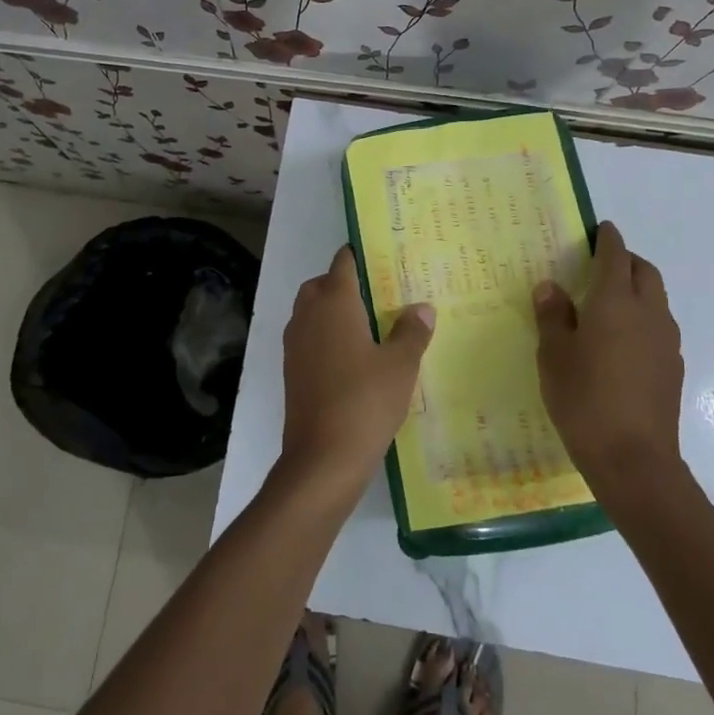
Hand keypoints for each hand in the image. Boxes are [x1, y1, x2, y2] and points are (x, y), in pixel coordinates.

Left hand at [280, 247, 434, 501]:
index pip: (343, 264)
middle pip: (322, 285)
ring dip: (333, 311)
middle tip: (378, 295)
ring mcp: (295, 344)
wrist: (322, 458)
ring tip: (369, 326)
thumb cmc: (365, 401)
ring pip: (311, 312)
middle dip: (344, 283)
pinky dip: (326, 337)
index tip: (382, 257)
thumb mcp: (400, 365)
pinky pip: (308, 338)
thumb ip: (412, 332)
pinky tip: (353, 358)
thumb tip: (421, 308)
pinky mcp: (291, 371)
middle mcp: (308, 316)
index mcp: (334, 303)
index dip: (360, 256)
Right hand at [534, 221, 684, 480]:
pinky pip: (658, 326)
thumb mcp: (554, 355)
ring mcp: (666, 341)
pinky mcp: (672, 367)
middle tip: (601, 264)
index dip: (608, 239)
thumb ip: (553, 316)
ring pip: (656, 299)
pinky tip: (621, 341)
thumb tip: (551, 287)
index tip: (600, 228)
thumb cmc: (584, 399)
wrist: (633, 459)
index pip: (615, 256)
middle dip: (626, 260)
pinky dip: (642, 318)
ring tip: (609, 302)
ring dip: (637, 289)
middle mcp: (648, 313)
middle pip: (645, 272)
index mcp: (616, 302)